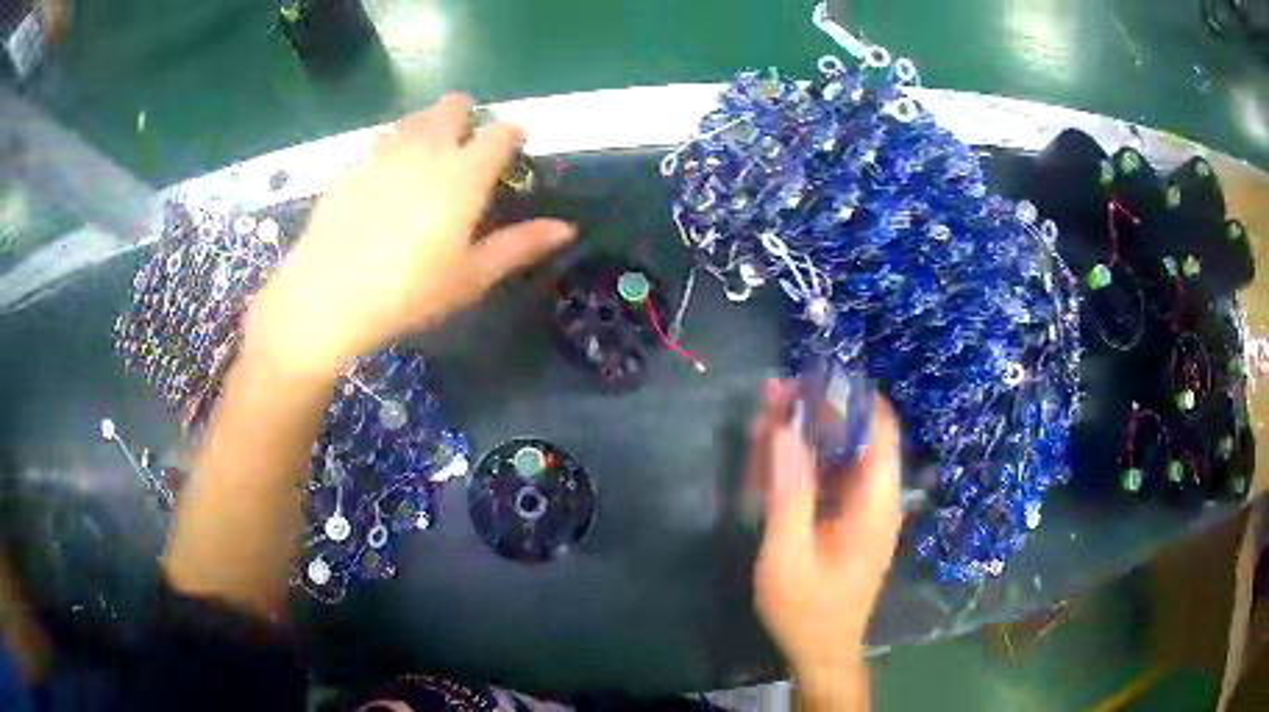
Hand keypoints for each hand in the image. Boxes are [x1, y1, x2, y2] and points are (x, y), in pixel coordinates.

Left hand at [251, 94, 575, 373]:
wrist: (327, 298)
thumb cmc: (409, 293)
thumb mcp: (471, 277)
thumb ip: (519, 245)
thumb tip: (567, 228)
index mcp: (464, 173)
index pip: (500, 132)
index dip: (512, 133)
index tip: (514, 146)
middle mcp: (426, 149)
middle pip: (453, 107)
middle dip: (466, 116)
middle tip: (465, 147)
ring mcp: (382, 153)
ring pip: (413, 118)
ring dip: (427, 126)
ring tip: (425, 158)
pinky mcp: (349, 168)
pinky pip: (378, 143)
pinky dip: (390, 150)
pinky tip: (382, 182)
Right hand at [749, 380, 900, 705]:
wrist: (822, 653)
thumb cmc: (806, 608)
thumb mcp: (788, 552)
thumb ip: (789, 490)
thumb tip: (785, 427)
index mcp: (876, 501)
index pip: (880, 427)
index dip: (851, 395)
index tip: (811, 376)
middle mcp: (879, 498)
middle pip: (858, 436)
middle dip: (818, 411)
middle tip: (772, 396)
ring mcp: (866, 511)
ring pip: (843, 456)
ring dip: (808, 435)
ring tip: (765, 418)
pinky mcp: (851, 523)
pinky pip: (833, 480)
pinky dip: (806, 465)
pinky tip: (773, 461)